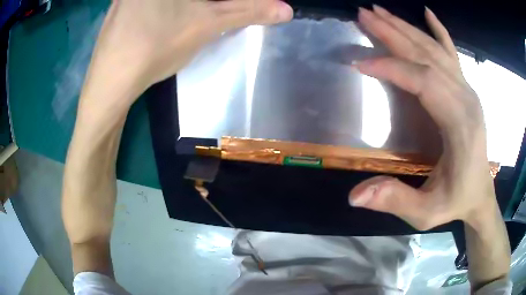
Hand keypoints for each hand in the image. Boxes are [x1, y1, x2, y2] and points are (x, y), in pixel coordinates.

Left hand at [83, 0, 292, 107]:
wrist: (112, 81)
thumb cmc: (157, 47)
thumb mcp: (207, 24)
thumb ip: (247, 11)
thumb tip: (286, 9)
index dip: (225, 3)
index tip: (215, 15)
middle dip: (208, 4)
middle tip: (206, 15)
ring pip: (174, 0)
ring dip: (189, 6)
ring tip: (183, 20)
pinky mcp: (121, 5)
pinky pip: (150, 2)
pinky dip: (168, 7)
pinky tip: (166, 20)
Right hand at [349, 6, 495, 229]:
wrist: (480, 195)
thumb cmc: (456, 202)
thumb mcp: (425, 212)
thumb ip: (395, 201)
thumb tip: (354, 196)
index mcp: (460, 124)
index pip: (424, 81)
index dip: (391, 68)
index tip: (360, 63)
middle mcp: (466, 98)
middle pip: (427, 55)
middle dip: (393, 33)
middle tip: (363, 14)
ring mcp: (468, 90)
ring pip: (435, 48)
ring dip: (406, 27)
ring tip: (379, 11)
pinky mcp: (466, 89)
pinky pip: (452, 52)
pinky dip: (439, 30)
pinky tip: (428, 13)